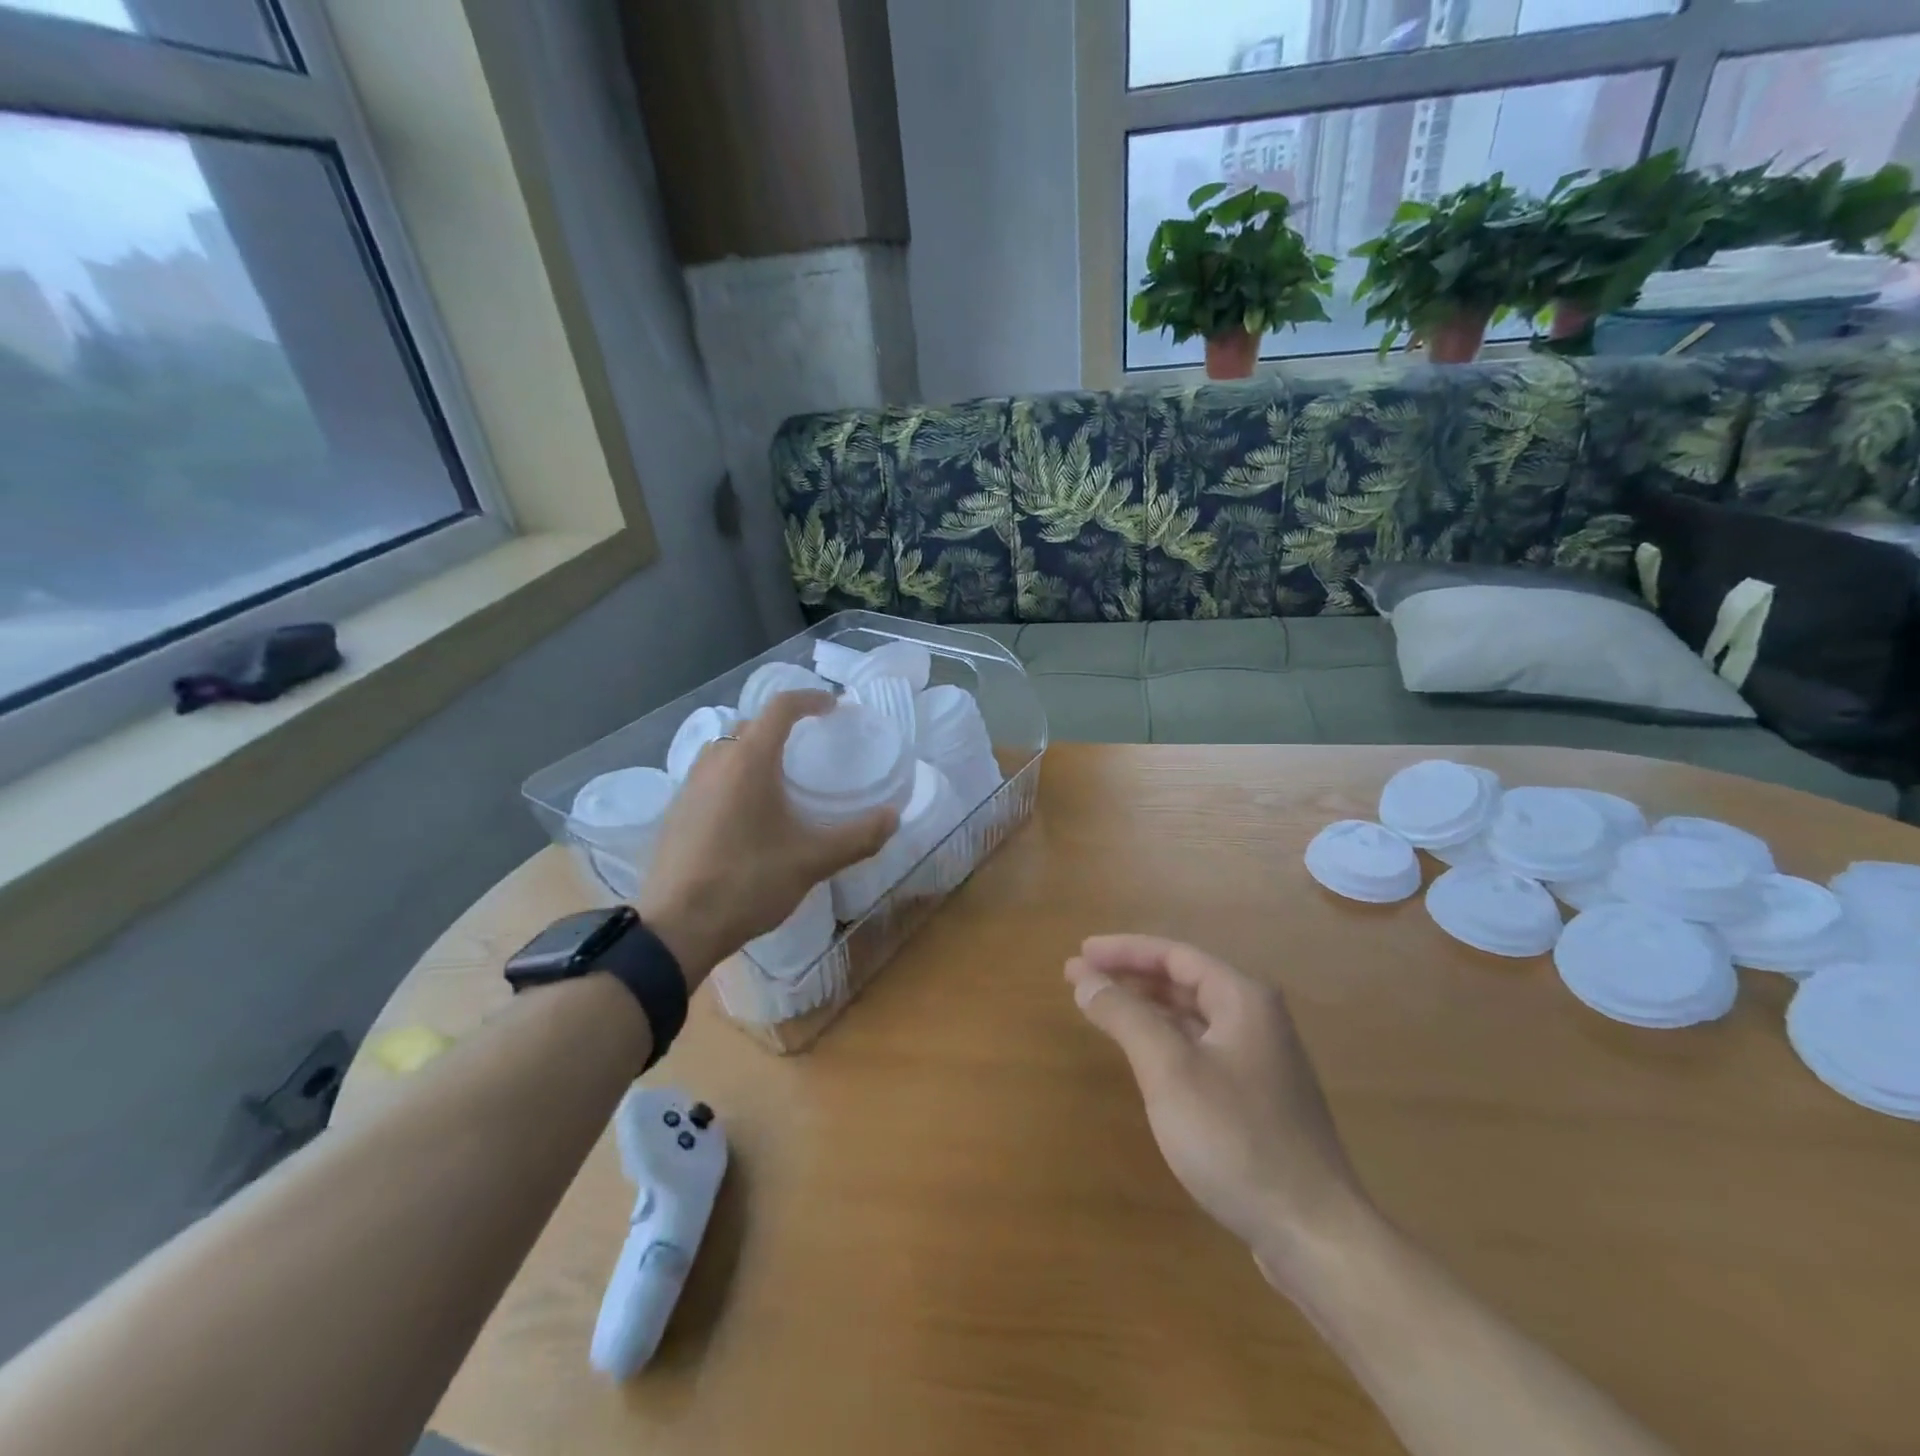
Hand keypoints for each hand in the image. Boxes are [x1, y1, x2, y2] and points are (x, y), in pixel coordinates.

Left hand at [636, 691, 896, 980]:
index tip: (833, 707)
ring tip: (778, 780)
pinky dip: (733, 778)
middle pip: (750, 726)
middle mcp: (715, 762)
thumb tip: (893, 817)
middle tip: (809, 747)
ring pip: (725, 751)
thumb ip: (858, 837)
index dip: (810, 699)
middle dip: (781, 728)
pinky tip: (746, 815)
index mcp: (749, 761)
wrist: (676, 927)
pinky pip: (709, 777)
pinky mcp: (675, 812)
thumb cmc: (747, 882)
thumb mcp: (812, 861)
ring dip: (753, 752)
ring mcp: (688, 786)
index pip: (780, 707)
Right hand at [1065, 935, 1370, 1283]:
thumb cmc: (1236, 1138)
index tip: (1081, 953)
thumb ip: (1125, 1016)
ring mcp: (1259, 1061)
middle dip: (1130, 977)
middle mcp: (1255, 1019)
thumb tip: (1086, 978)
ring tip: (1101, 1008)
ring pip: (1191, 1017)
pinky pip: (1199, 1048)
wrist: (1313, 1233)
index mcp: (1243, 999)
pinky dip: (1164, 1040)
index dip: (1124, 950)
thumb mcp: (1169, 1069)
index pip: (1174, 955)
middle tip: (1080, 978)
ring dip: (1145, 1008)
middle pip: (1183, 981)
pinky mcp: (1255, 1099)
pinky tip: (1141, 1054)